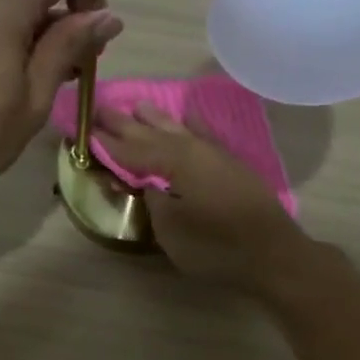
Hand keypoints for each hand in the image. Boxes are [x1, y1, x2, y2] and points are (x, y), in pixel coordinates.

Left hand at [0, 0, 122, 201]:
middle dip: (58, 19)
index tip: (96, 29)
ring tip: (39, 86)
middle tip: (74, 69)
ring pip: (2, 9)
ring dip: (29, 36)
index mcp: (1, 1)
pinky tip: (3, 85)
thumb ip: (67, 49)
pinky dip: (0, 44)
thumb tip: (106, 14)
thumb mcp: (31, 99)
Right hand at [95, 103, 306, 290]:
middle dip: (126, 123)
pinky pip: (204, 137)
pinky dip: (192, 127)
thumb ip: (153, 201)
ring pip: (179, 130)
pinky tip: (188, 119)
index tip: (85, 130)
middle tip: (101, 108)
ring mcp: (217, 156)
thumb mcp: (171, 230)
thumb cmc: (216, 246)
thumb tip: (148, 185)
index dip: (107, 143)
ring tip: (137, 105)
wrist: (273, 255)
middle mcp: (194, 150)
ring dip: (156, 119)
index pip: (132, 150)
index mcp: (175, 162)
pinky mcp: (232, 167)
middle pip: (153, 133)